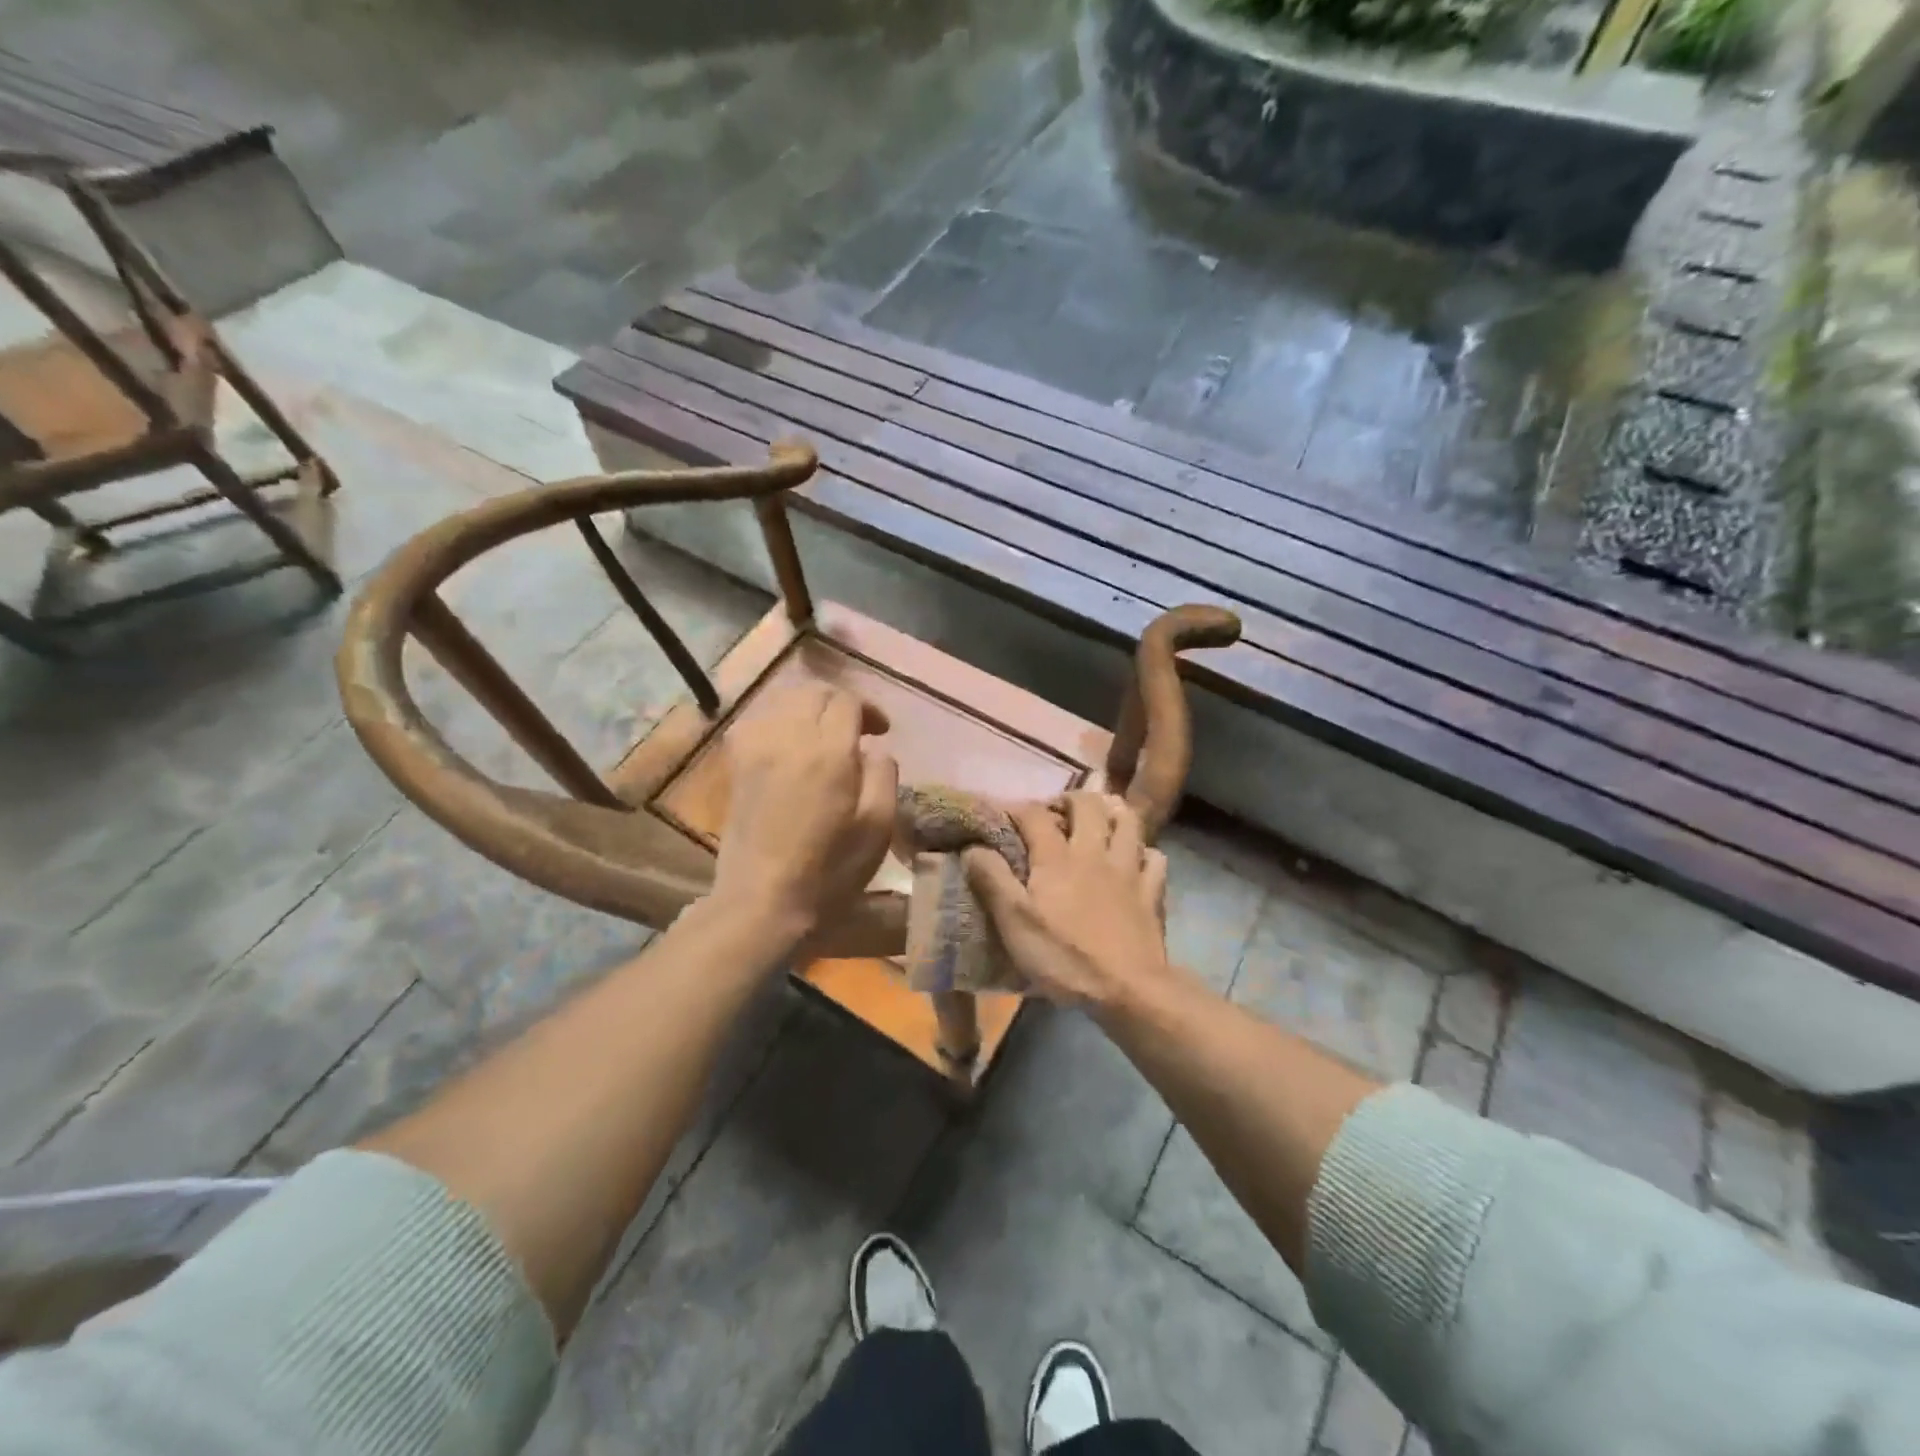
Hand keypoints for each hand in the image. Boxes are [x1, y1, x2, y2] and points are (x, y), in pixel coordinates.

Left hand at [711, 682, 898, 944]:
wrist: (763, 902)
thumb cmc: (830, 870)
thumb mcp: (878, 826)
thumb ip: (884, 775)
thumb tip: (874, 750)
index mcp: (828, 751)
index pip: (847, 701)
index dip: (869, 709)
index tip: (881, 733)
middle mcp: (788, 737)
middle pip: (814, 692)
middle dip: (840, 703)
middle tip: (856, 730)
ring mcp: (755, 748)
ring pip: (783, 700)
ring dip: (809, 707)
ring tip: (824, 733)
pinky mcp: (736, 764)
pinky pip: (757, 720)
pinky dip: (778, 719)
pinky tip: (789, 742)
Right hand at [964, 791, 1171, 1009]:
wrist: (1128, 989)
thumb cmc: (1064, 956)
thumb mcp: (1014, 922)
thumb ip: (992, 880)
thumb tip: (972, 846)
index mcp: (1057, 858)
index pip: (1035, 815)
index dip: (1018, 809)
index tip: (1005, 814)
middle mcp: (1094, 852)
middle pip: (1088, 806)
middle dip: (1070, 799)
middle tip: (1057, 811)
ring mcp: (1128, 870)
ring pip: (1129, 822)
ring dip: (1113, 812)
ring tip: (1101, 818)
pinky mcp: (1152, 893)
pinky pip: (1154, 858)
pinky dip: (1144, 853)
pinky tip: (1135, 860)